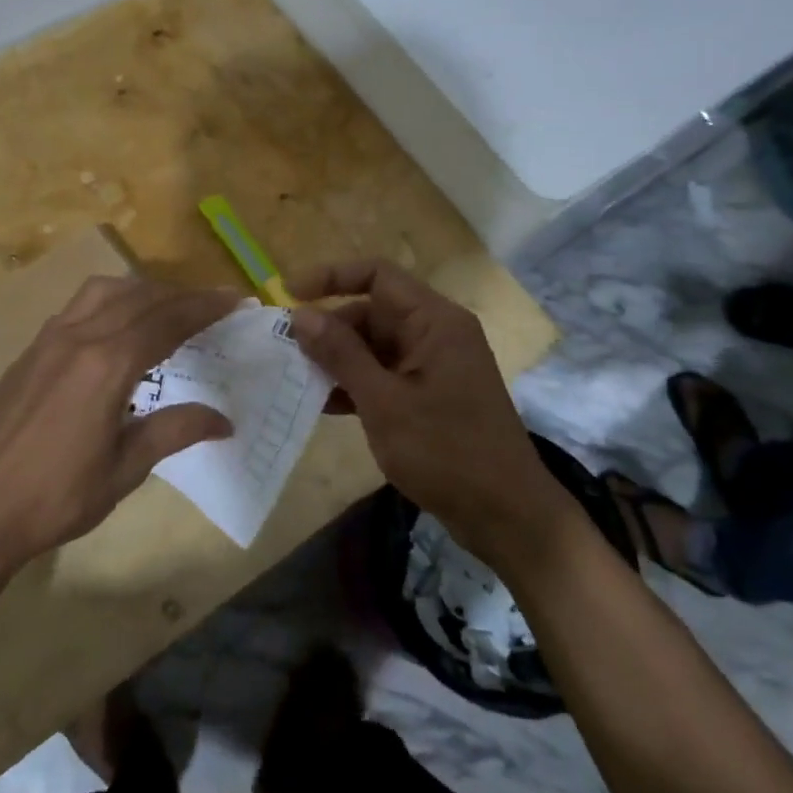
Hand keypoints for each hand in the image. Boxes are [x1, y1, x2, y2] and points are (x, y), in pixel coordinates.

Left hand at [0, 277, 237, 574]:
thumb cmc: (55, 498)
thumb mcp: (124, 470)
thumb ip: (174, 432)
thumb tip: (224, 420)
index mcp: (106, 365)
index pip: (166, 321)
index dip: (204, 308)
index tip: (234, 299)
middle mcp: (77, 338)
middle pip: (139, 298)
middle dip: (181, 296)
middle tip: (212, 305)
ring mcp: (48, 340)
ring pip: (103, 291)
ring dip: (142, 291)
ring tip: (167, 309)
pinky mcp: (30, 351)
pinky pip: (77, 306)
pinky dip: (109, 301)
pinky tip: (116, 328)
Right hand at [287, 260, 569, 559]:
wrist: (506, 517)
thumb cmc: (446, 452)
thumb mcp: (384, 402)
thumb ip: (341, 354)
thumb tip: (300, 315)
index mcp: (434, 321)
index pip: (377, 275)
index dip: (331, 276)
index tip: (289, 293)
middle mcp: (435, 333)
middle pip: (372, 312)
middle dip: (329, 328)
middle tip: (285, 351)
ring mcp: (433, 365)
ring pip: (373, 346)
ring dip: (336, 360)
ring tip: (294, 378)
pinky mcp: (429, 395)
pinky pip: (383, 374)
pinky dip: (354, 384)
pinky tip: (321, 404)